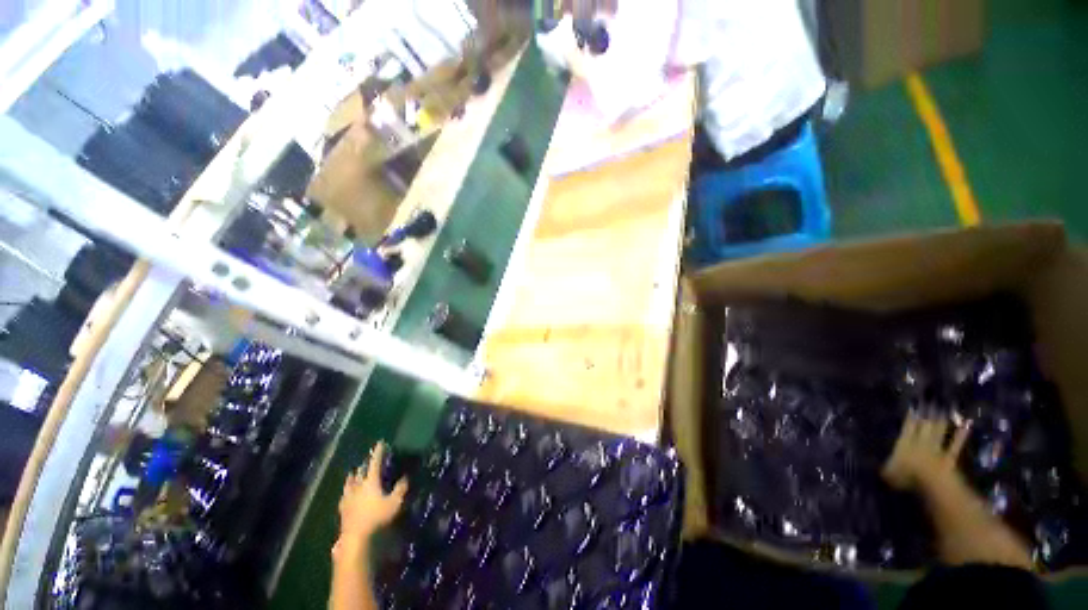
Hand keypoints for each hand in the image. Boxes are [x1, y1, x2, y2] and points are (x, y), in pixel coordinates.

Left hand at [336, 442, 406, 546]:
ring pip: (350, 482)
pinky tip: (345, 493)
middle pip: (360, 472)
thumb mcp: (395, 503)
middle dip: (365, 464)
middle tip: (368, 460)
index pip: (375, 463)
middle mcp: (358, 486)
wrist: (355, 537)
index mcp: (371, 482)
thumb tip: (406, 476)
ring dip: (353, 476)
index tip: (380, 443)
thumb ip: (401, 489)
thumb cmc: (377, 518)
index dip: (378, 453)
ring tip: (353, 472)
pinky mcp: (343, 509)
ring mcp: (349, 498)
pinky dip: (346, 491)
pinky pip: (344, 495)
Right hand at [882, 410, 971, 490]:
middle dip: (928, 412)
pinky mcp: (949, 457)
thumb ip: (886, 464)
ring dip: (942, 419)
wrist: (932, 484)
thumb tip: (881, 460)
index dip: (911, 415)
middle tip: (932, 399)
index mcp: (905, 443)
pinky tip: (966, 425)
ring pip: (939, 431)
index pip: (908, 426)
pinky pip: (955, 444)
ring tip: (945, 407)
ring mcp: (937, 449)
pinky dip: (961, 435)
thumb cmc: (906, 477)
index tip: (914, 404)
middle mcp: (921, 442)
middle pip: (925, 425)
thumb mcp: (888, 472)